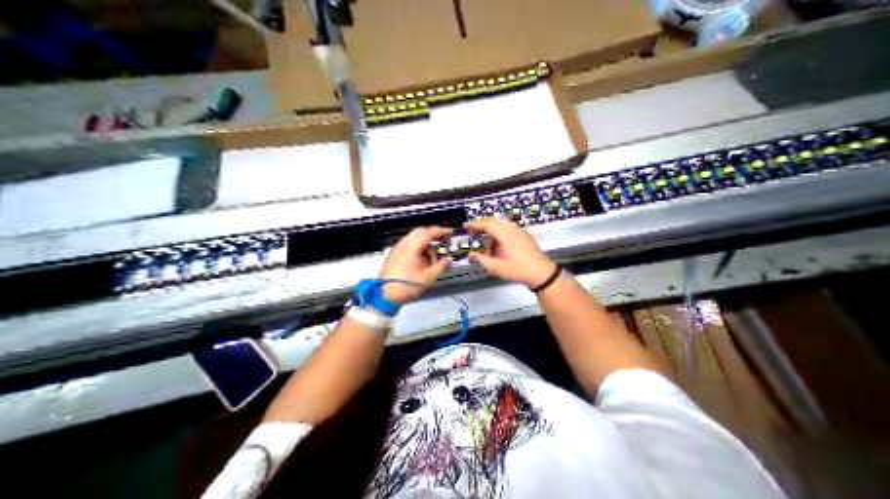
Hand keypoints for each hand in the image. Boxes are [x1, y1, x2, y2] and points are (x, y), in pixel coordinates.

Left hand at [381, 227, 454, 302]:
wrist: (384, 296)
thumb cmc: (407, 286)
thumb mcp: (428, 278)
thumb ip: (440, 266)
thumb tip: (449, 259)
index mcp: (411, 247)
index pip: (428, 233)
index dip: (441, 231)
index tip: (451, 232)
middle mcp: (403, 244)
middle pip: (420, 232)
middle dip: (433, 234)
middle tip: (444, 240)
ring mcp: (396, 249)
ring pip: (414, 238)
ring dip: (425, 243)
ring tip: (432, 258)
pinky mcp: (393, 255)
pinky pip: (408, 245)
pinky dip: (417, 248)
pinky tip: (421, 260)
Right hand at [466, 218, 553, 287]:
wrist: (541, 273)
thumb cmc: (521, 269)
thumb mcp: (496, 267)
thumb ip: (481, 259)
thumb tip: (471, 255)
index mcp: (504, 233)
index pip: (485, 224)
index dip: (474, 225)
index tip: (467, 227)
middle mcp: (512, 229)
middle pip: (493, 225)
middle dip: (483, 233)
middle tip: (476, 238)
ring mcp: (519, 232)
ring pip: (500, 230)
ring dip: (493, 239)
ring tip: (491, 254)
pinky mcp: (524, 237)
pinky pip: (508, 233)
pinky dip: (501, 240)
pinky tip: (501, 253)